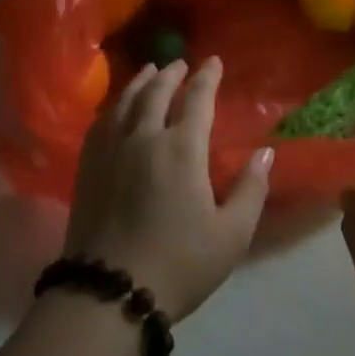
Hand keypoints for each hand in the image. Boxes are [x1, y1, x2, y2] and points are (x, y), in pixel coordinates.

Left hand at [63, 58, 272, 322]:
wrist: (109, 294)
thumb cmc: (179, 264)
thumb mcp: (231, 235)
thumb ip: (251, 189)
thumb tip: (265, 152)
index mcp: (182, 149)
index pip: (197, 99)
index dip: (207, 77)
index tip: (214, 61)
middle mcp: (144, 137)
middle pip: (156, 92)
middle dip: (172, 74)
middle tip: (181, 63)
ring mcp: (111, 150)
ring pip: (126, 101)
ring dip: (140, 82)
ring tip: (149, 72)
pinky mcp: (88, 167)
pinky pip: (101, 122)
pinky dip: (114, 105)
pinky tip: (116, 108)